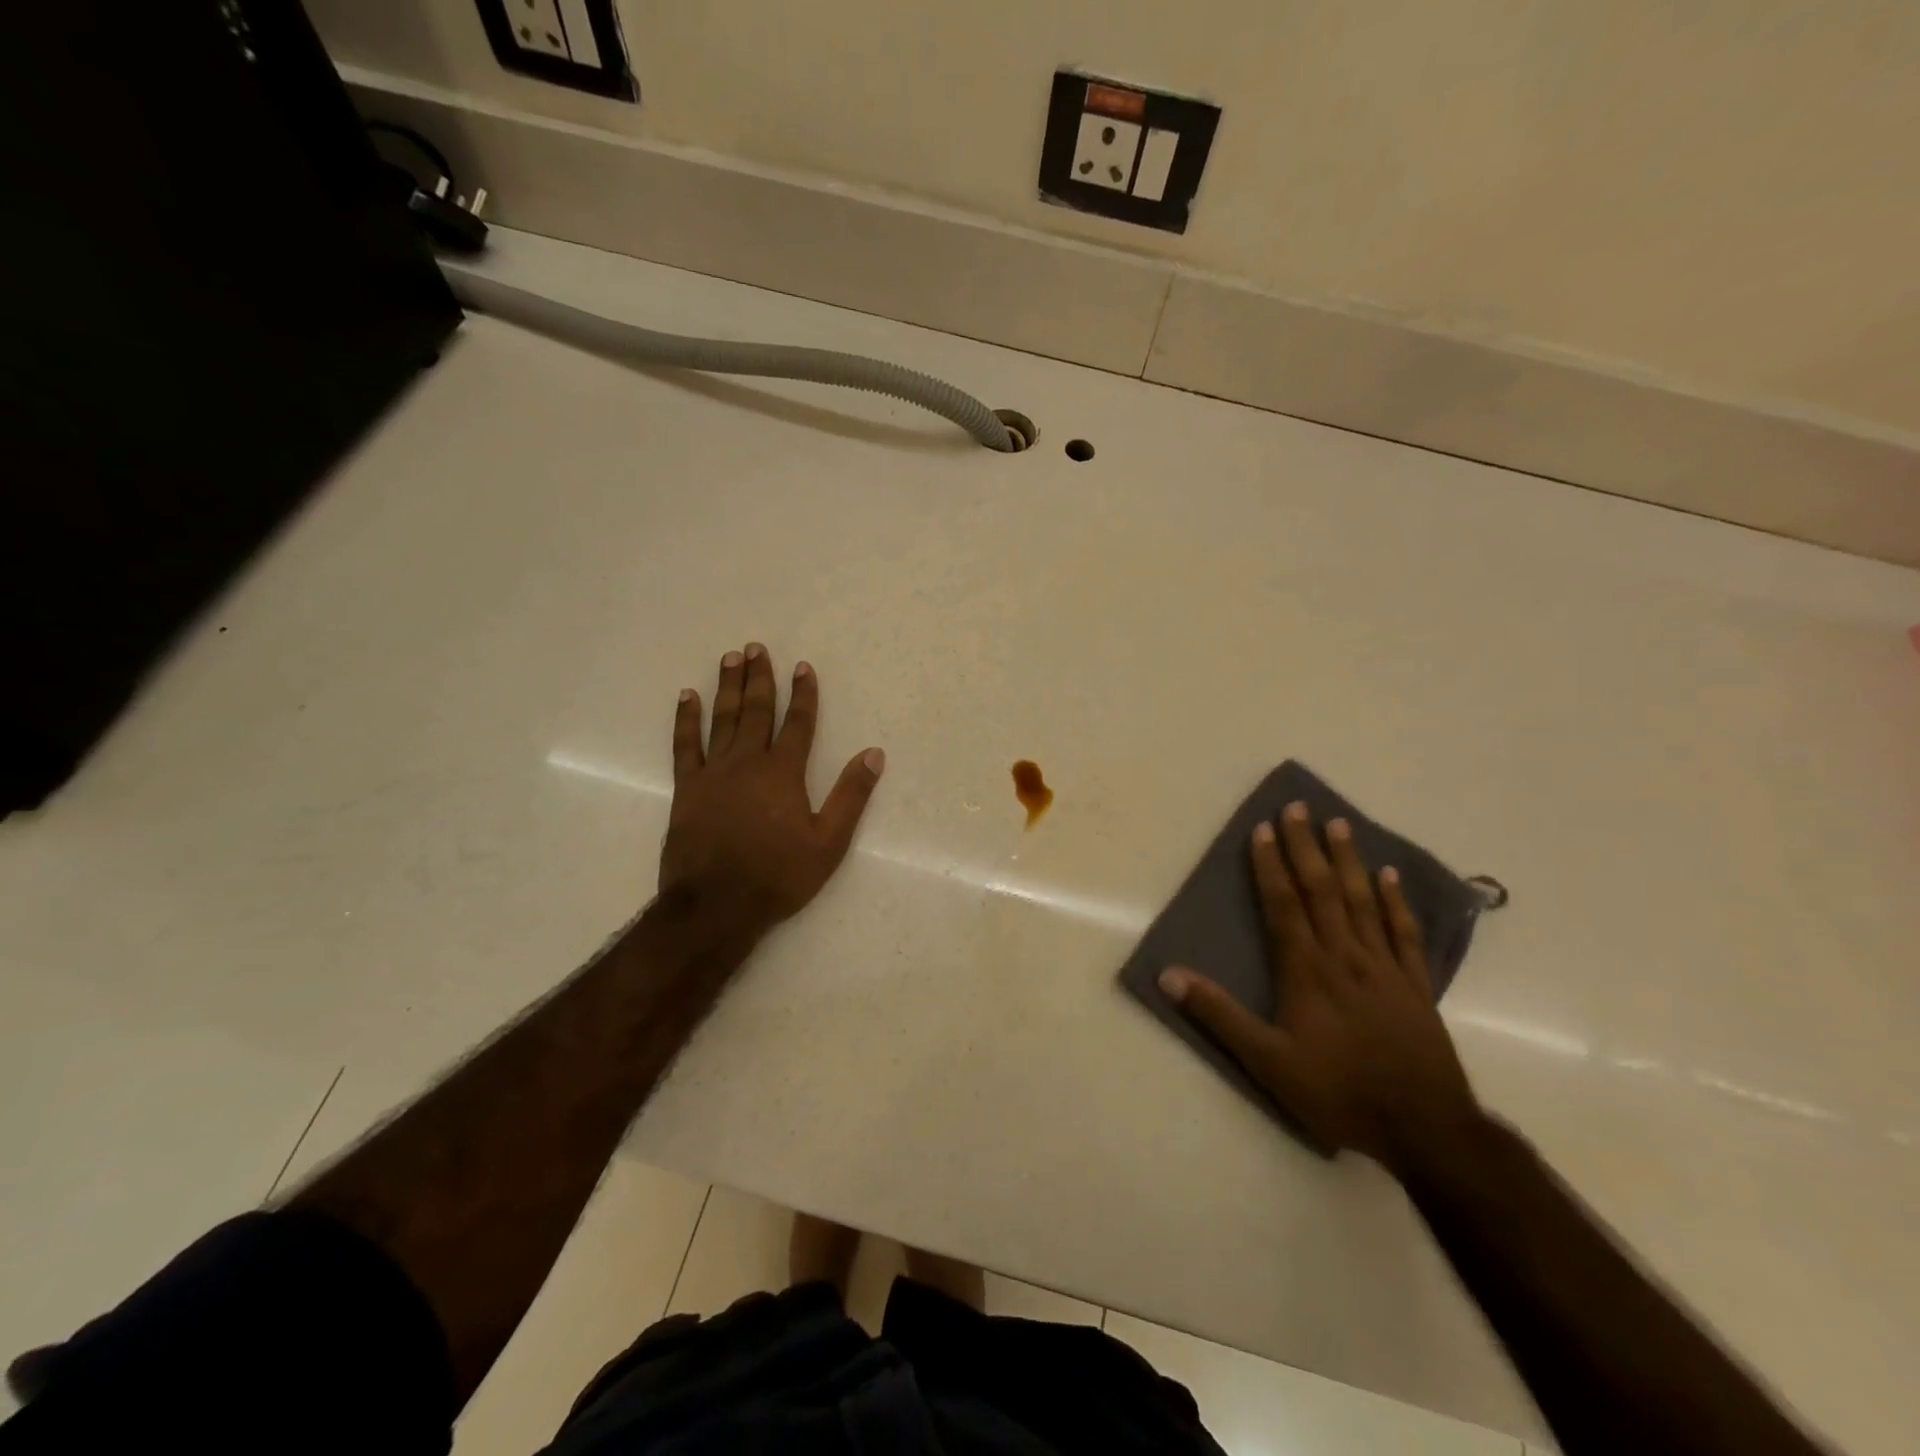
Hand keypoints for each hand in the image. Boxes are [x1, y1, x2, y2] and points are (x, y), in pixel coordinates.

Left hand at [661, 643, 883, 936]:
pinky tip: (687, 697)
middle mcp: (747, 762)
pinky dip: (685, 719)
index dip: (803, 694)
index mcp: (783, 772)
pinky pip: (685, 745)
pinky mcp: (686, 788)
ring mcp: (713, 773)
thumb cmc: (778, 875)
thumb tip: (873, 754)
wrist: (716, 905)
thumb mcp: (829, 842)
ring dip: (728, 687)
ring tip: (730, 658)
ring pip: (722, 719)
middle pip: (756, 711)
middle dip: (760, 678)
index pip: (797, 723)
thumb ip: (851, 795)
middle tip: (756, 647)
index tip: (803, 666)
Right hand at [1158, 802, 1480, 1172]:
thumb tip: (1169, 975)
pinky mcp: (1416, 985)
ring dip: (1348, 861)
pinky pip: (1404, 933)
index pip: (1283, 905)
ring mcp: (1384, 968)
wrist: (1425, 1129)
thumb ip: (1219, 1015)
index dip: (1270, 866)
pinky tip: (1389, 876)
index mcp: (1307, 971)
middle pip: (1322, 891)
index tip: (1262, 829)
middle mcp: (1345, 956)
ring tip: (1339, 824)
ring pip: (1363, 901)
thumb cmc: (1339, 1092)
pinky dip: (1396, 902)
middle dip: (1306, 847)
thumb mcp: (1267, 1062)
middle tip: (1298, 807)